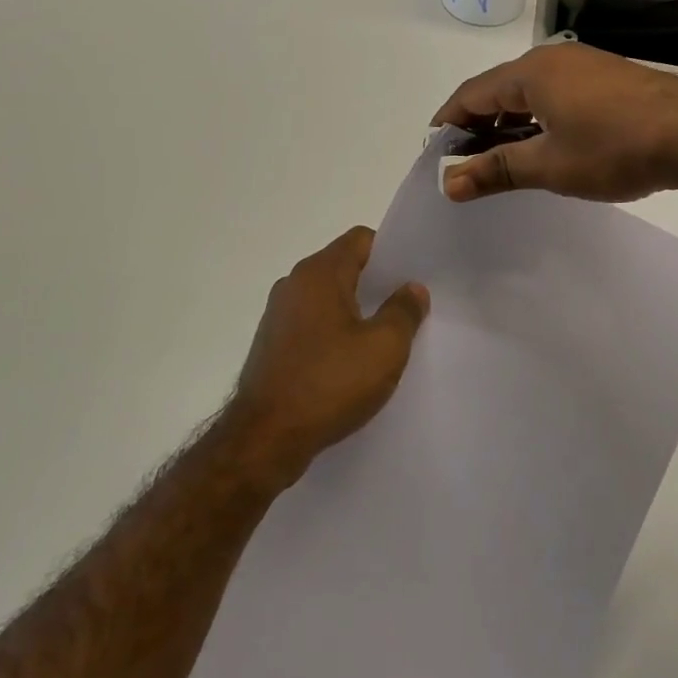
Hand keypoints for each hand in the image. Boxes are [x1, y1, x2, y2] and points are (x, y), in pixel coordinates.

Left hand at [225, 227, 428, 486]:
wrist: (265, 438)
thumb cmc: (329, 384)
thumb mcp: (384, 348)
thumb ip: (404, 311)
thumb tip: (412, 288)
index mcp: (319, 273)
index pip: (361, 239)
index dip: (391, 253)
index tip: (412, 277)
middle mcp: (294, 283)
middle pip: (343, 266)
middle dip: (376, 284)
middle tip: (408, 309)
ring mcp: (278, 314)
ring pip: (328, 297)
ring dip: (355, 311)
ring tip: (384, 339)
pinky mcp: (272, 343)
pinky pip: (312, 323)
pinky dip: (334, 333)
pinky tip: (352, 363)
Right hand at [433, 43, 677, 202]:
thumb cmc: (615, 147)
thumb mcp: (550, 165)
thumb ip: (496, 170)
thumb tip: (449, 184)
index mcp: (530, 72)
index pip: (471, 93)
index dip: (448, 121)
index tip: (433, 150)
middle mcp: (552, 59)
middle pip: (498, 89)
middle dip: (477, 124)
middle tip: (464, 160)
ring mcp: (583, 65)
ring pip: (528, 91)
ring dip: (507, 122)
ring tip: (499, 157)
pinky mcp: (607, 77)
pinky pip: (555, 92)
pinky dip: (536, 117)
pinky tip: (542, 143)